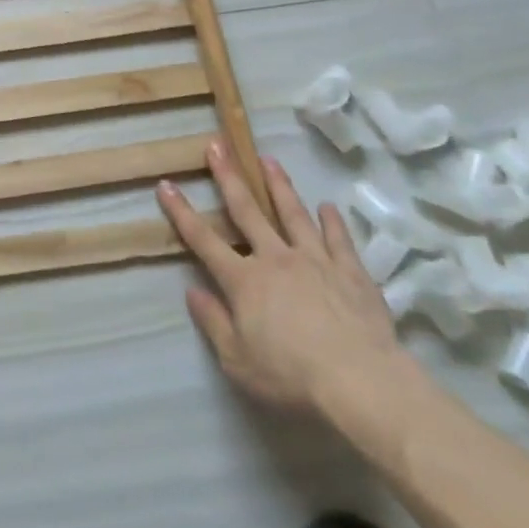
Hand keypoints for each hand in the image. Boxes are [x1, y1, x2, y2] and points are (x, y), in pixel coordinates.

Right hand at [157, 141, 399, 412]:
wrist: (362, 383)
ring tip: (267, 159)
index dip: (181, 211)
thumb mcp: (238, 361)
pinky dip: (332, 222)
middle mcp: (276, 259)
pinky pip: (338, 240)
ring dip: (278, 185)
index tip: (166, 184)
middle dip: (228, 176)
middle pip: (247, 211)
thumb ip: (213, 323)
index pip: (203, 240)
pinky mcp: (351, 272)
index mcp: (244, 280)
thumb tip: (192, 292)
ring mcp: (315, 261)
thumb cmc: (292, 377)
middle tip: (218, 144)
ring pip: (293, 214)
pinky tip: (327, 207)